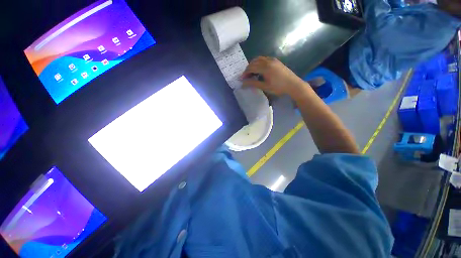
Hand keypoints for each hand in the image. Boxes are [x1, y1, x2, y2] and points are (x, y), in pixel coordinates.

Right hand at [242, 56, 305, 95]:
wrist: (293, 85)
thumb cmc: (278, 87)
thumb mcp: (265, 86)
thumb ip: (253, 84)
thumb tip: (243, 83)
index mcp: (265, 67)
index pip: (251, 68)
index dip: (245, 73)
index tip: (241, 79)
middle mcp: (268, 61)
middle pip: (254, 62)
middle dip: (248, 68)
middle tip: (246, 77)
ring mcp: (273, 60)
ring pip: (259, 59)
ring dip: (253, 65)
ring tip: (251, 73)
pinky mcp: (276, 61)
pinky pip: (264, 59)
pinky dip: (259, 63)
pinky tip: (260, 70)